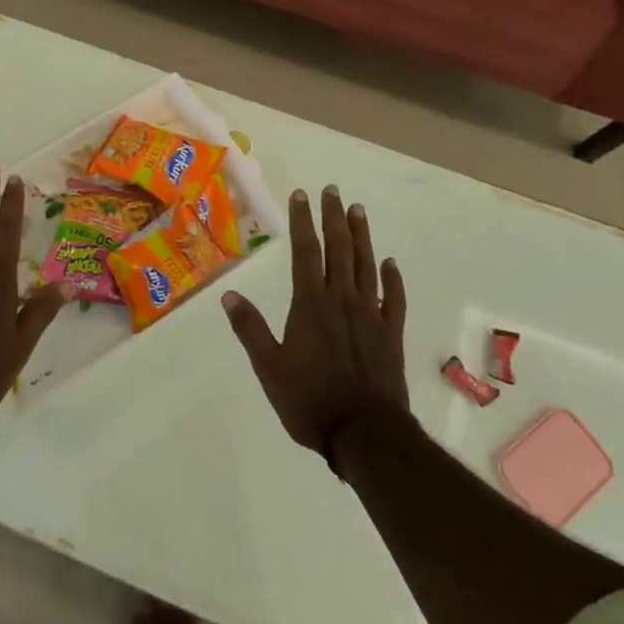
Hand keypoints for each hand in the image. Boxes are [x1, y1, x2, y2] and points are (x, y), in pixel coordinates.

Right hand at [222, 186, 407, 461]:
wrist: (364, 433)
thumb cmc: (310, 401)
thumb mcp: (269, 368)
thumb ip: (250, 329)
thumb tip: (229, 295)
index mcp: (310, 304)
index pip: (305, 252)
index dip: (302, 221)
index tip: (301, 194)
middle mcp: (341, 299)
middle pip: (338, 249)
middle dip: (334, 217)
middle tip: (333, 190)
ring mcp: (371, 314)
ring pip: (367, 265)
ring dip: (362, 236)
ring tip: (358, 210)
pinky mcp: (391, 334)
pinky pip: (394, 299)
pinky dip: (393, 278)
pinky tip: (390, 263)